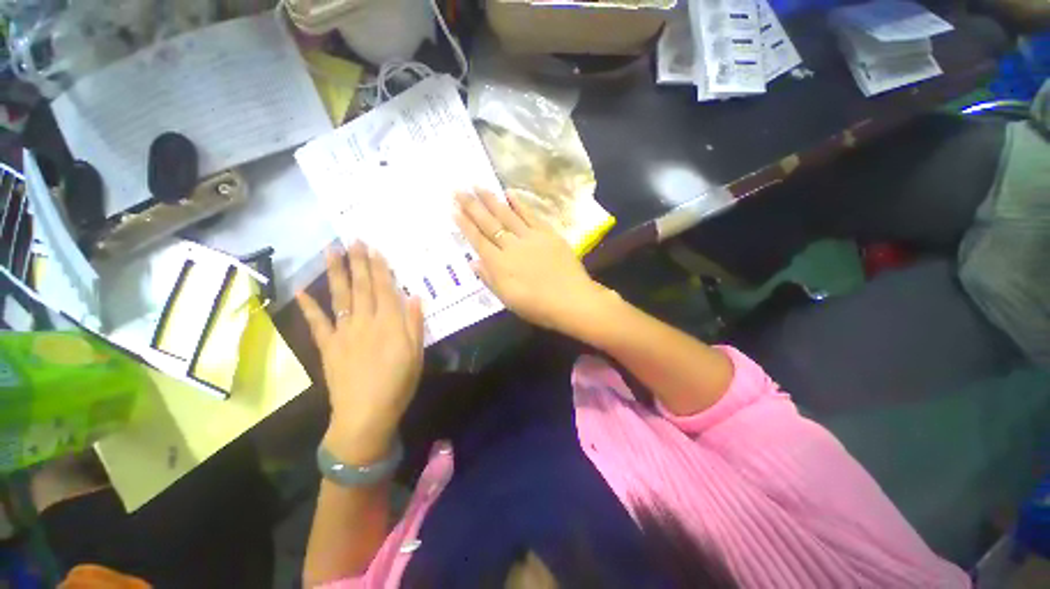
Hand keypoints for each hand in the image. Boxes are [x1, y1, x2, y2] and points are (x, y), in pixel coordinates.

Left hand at [296, 243, 423, 464]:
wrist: (366, 413)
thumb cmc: (399, 383)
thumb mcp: (417, 353)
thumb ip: (414, 323)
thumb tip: (414, 296)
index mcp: (389, 323)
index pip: (384, 288)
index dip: (379, 267)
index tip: (373, 248)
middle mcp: (366, 321)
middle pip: (361, 286)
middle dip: (358, 261)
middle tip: (352, 239)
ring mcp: (344, 332)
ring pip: (340, 296)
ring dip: (335, 272)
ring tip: (331, 251)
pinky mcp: (329, 346)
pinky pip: (318, 323)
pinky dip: (309, 306)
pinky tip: (301, 290)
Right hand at [454, 189, 612, 335]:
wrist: (572, 300)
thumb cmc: (537, 306)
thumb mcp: (508, 299)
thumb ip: (489, 279)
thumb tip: (473, 261)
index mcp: (499, 264)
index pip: (478, 240)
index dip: (465, 225)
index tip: (454, 210)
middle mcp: (511, 246)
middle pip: (489, 223)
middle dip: (472, 206)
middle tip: (458, 190)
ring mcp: (530, 237)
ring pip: (507, 215)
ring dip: (491, 200)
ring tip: (478, 185)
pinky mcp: (548, 234)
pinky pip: (531, 215)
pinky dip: (519, 204)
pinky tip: (509, 193)